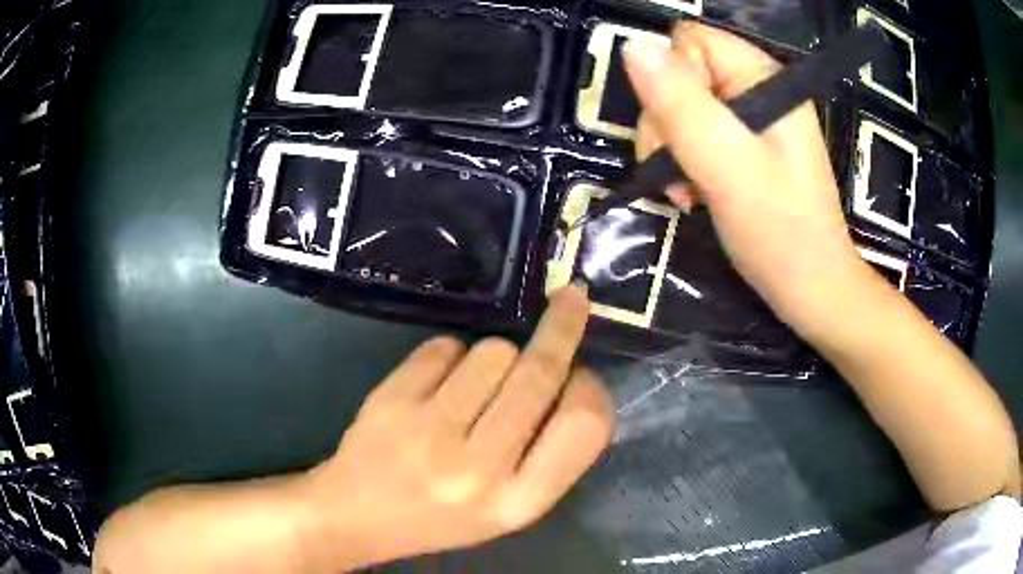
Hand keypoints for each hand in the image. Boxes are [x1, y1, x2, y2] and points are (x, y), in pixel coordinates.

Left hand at [300, 285, 614, 568]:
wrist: (358, 516)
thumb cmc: (442, 517)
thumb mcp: (509, 508)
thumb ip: (549, 455)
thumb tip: (574, 375)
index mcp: (519, 502)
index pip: (584, 424)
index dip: (591, 386)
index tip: (582, 370)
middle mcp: (479, 469)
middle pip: (539, 372)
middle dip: (562, 327)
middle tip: (571, 299)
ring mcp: (429, 432)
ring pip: (493, 350)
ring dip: (496, 355)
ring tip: (474, 385)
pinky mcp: (391, 401)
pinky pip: (444, 347)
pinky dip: (450, 355)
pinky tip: (437, 385)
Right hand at [626, 22, 871, 335]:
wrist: (811, 289)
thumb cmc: (780, 232)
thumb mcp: (727, 166)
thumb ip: (681, 104)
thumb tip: (633, 46)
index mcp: (762, 77)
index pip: (689, 42)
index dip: (672, 82)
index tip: (683, 133)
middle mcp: (755, 88)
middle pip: (678, 75)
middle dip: (666, 125)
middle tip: (679, 173)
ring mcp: (749, 118)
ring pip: (678, 108)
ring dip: (670, 151)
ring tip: (687, 193)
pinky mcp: (742, 145)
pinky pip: (691, 134)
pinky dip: (682, 164)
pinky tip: (691, 195)